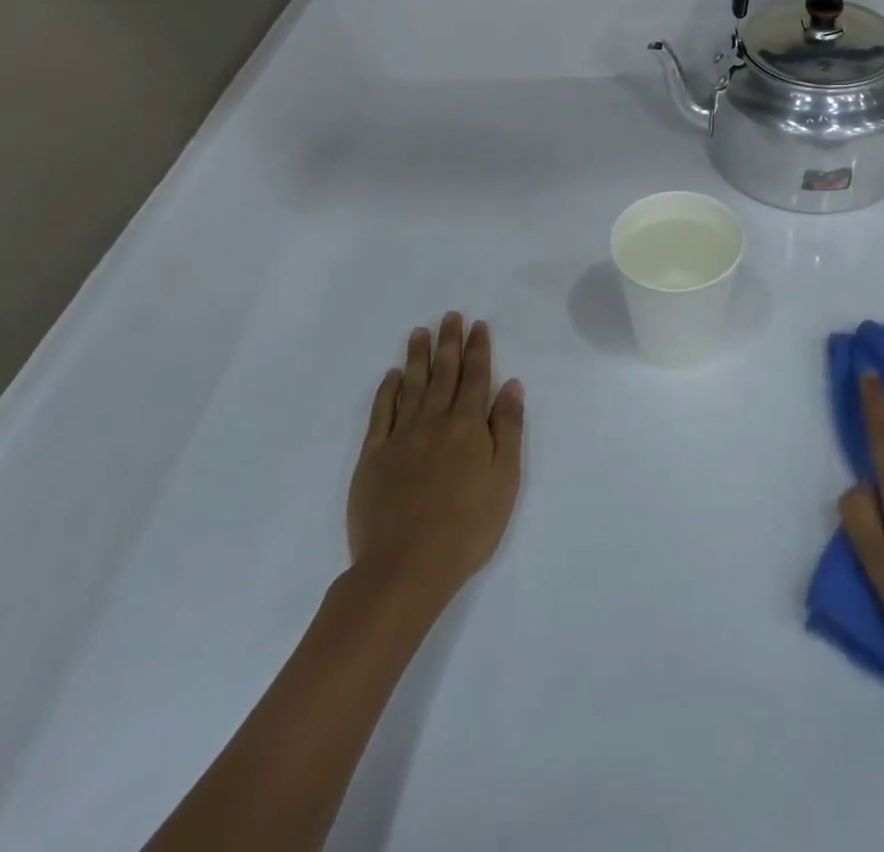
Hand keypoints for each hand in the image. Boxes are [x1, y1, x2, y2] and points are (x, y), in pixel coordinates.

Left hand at [346, 314, 523, 608]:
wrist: (405, 567)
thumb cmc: (467, 527)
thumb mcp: (505, 479)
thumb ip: (508, 428)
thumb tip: (511, 385)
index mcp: (467, 426)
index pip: (476, 377)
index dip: (478, 349)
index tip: (478, 325)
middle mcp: (434, 422)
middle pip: (443, 374)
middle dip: (449, 343)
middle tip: (450, 316)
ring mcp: (400, 438)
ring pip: (411, 386)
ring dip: (417, 357)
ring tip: (420, 332)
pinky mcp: (373, 457)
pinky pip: (381, 414)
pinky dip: (387, 391)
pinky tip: (391, 376)